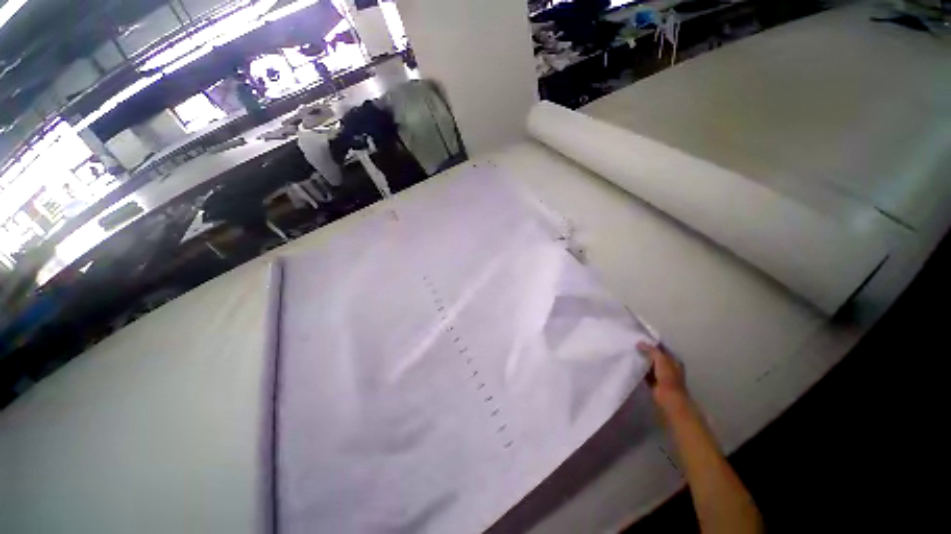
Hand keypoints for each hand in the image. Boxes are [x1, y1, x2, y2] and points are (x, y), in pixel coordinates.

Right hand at [637, 341, 689, 414]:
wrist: (668, 398)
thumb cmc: (668, 377)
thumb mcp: (661, 358)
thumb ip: (650, 349)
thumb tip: (638, 343)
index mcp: (674, 360)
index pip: (662, 348)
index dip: (652, 342)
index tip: (640, 337)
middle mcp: (668, 366)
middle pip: (655, 355)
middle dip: (645, 351)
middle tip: (632, 344)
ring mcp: (661, 374)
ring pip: (649, 364)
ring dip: (642, 360)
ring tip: (630, 352)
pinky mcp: (653, 381)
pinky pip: (645, 372)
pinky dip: (639, 369)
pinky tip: (631, 364)